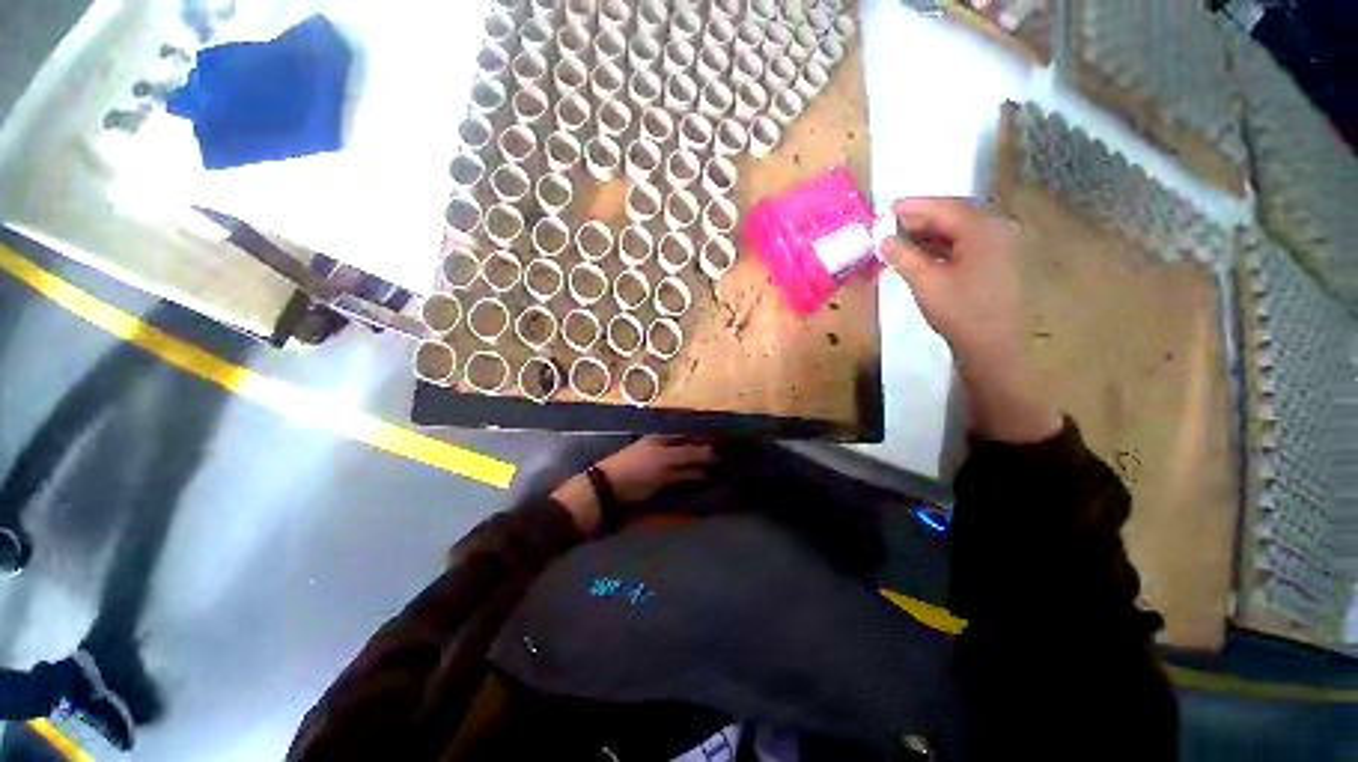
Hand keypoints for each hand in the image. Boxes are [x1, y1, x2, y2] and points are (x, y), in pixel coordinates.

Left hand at [550, 437, 716, 534]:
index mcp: (664, 438)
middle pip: (690, 449)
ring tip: (722, 471)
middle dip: (706, 454)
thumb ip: (690, 455)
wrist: (611, 489)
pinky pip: (681, 477)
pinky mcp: (661, 480)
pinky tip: (704, 481)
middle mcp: (665, 448)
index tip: (725, 445)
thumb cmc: (638, 468)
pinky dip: (692, 478)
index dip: (706, 439)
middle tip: (728, 460)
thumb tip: (714, 452)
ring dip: (701, 468)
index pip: (690, 435)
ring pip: (687, 464)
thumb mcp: (665, 459)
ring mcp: (663, 465)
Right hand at [881, 197, 1060, 442]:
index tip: (887, 208)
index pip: (944, 208)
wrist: (991, 345)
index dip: (914, 207)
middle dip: (922, 217)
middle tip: (892, 223)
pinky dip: (943, 243)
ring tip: (902, 237)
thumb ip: (903, 256)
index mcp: (983, 229)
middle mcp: (998, 229)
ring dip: (932, 230)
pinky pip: (967, 242)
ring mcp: (1001, 245)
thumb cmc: (958, 311)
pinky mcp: (998, 261)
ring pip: (961, 228)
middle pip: (956, 213)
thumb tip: (883, 240)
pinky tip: (923, 251)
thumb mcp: (925, 282)